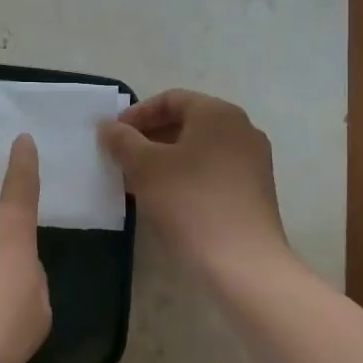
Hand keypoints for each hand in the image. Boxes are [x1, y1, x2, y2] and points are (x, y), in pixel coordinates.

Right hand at [99, 89, 293, 286]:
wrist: (242, 263)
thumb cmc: (189, 202)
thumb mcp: (144, 167)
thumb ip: (122, 140)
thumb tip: (108, 126)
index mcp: (218, 114)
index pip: (171, 99)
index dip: (137, 114)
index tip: (112, 135)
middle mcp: (241, 129)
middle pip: (187, 122)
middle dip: (149, 137)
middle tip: (121, 158)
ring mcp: (252, 162)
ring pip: (199, 148)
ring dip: (165, 158)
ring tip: (136, 181)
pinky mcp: (254, 191)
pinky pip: (212, 170)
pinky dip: (185, 175)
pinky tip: (164, 199)